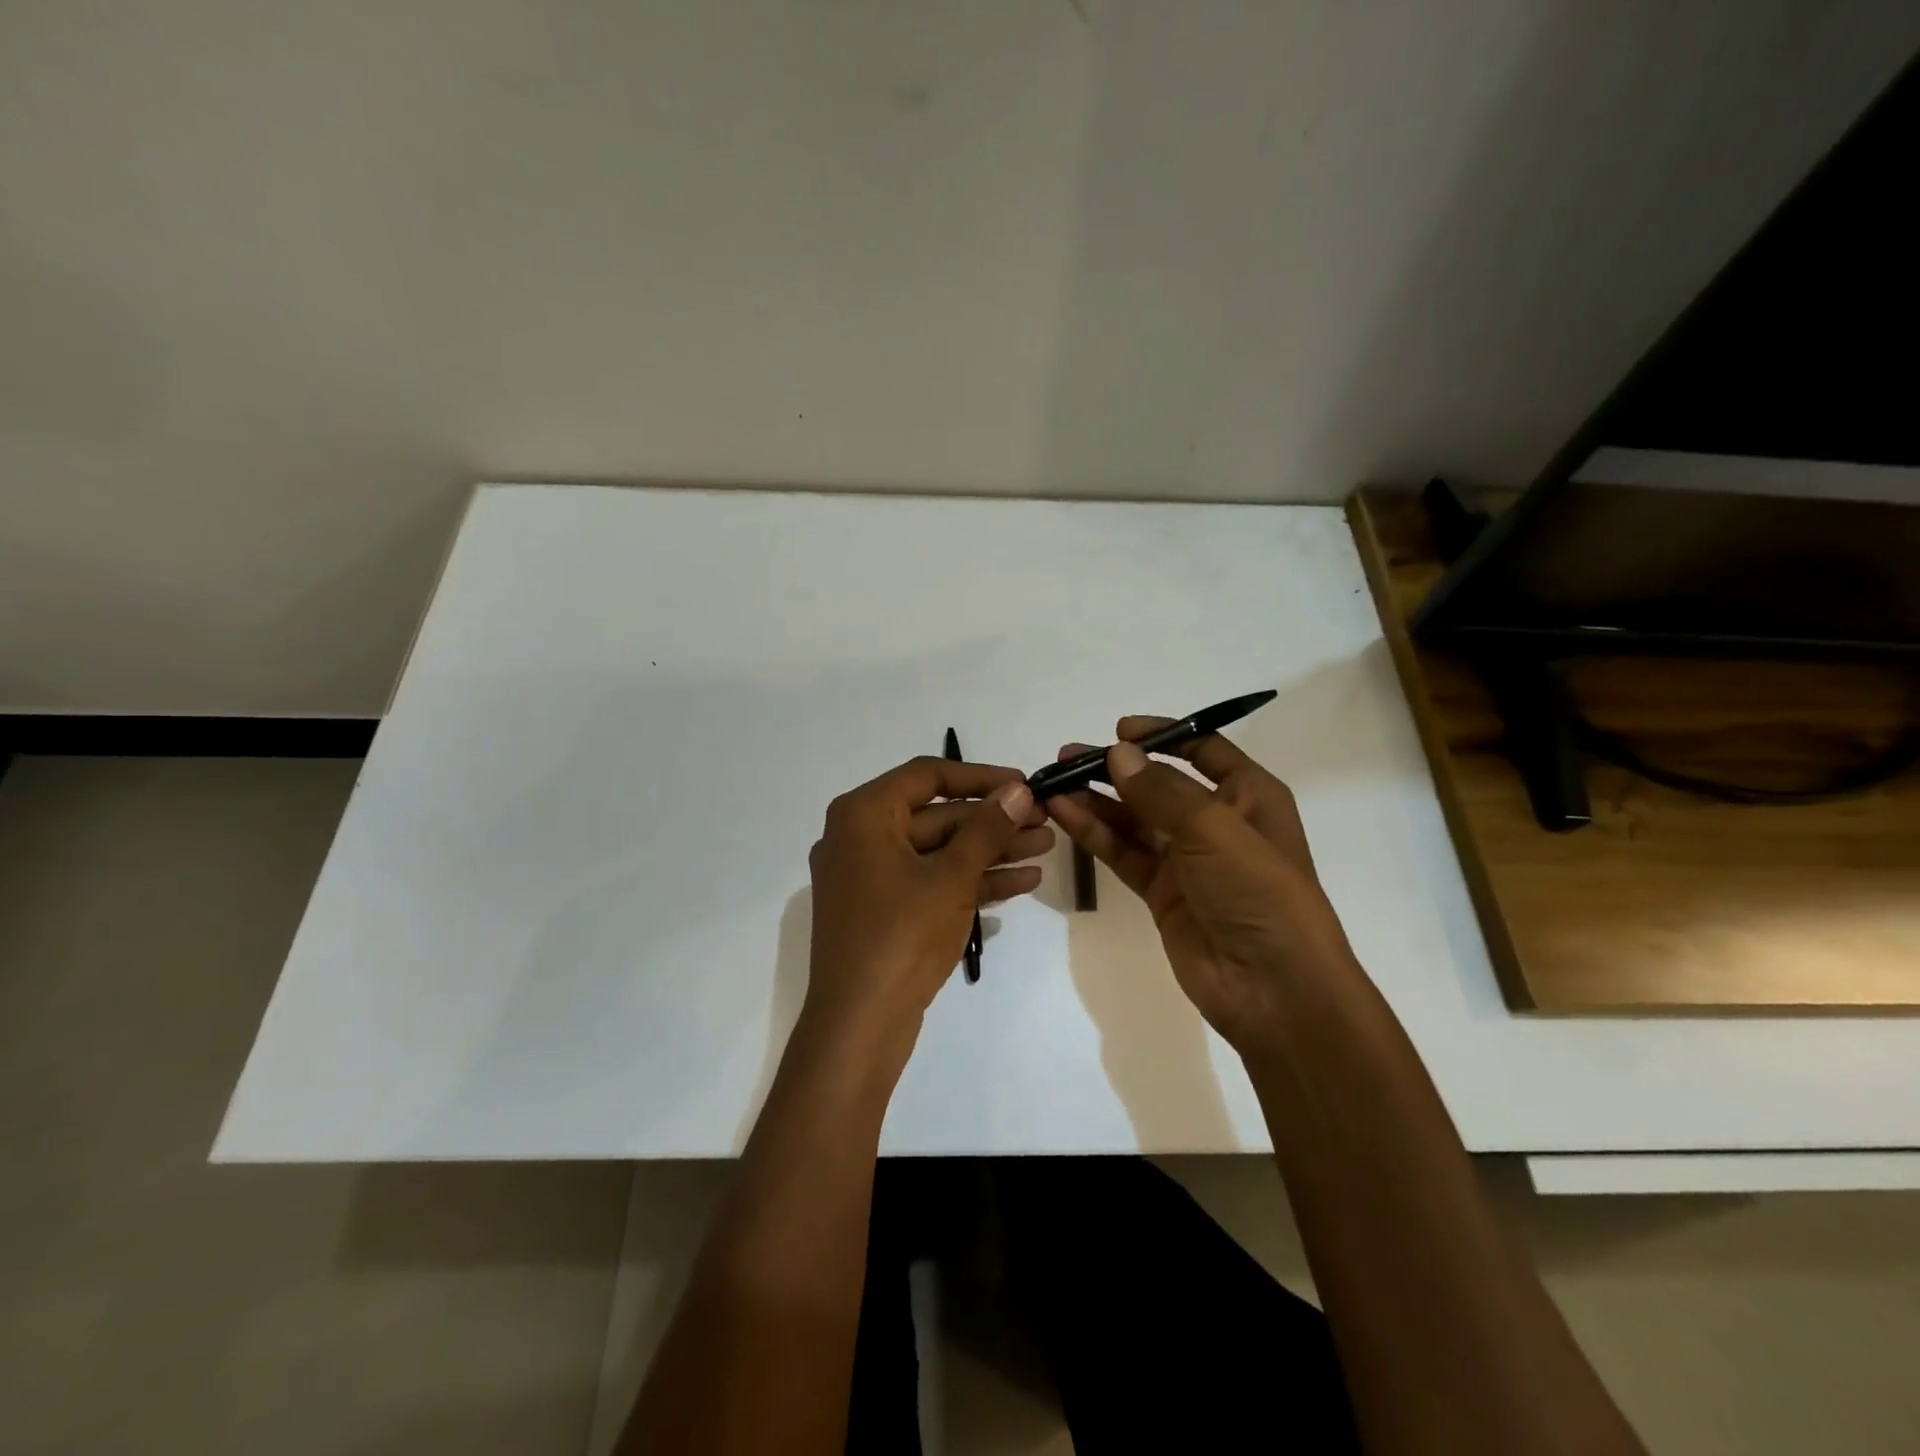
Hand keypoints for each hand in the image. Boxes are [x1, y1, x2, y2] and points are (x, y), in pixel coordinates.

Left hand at [804, 756, 1052, 1053]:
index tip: (1024, 784)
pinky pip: (931, 881)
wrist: (859, 1026)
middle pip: (936, 815)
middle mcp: (860, 837)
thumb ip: (986, 828)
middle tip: (1045, 820)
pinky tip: (1023, 880)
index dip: (981, 776)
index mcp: (862, 815)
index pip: (928, 775)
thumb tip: (1018, 790)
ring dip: (991, 850)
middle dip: (993, 820)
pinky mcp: (885, 910)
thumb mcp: (951, 877)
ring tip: (1047, 847)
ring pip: (939, 851)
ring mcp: (871, 877)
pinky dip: (972, 880)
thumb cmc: (901, 937)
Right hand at [1045, 719, 1357, 1053]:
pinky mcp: (1161, 892)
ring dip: (1096, 799)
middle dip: (1116, 768)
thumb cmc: (1257, 892)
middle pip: (1158, 783)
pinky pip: (1123, 852)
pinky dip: (1094, 833)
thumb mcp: (1214, 829)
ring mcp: (1186, 859)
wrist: (1273, 988)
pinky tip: (1063, 814)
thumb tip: (1117, 753)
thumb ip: (1161, 790)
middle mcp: (1217, 821)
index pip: (1203, 749)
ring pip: (1134, 818)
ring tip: (1052, 782)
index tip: (1118, 730)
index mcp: (1248, 795)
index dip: (1162, 735)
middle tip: (1068, 757)